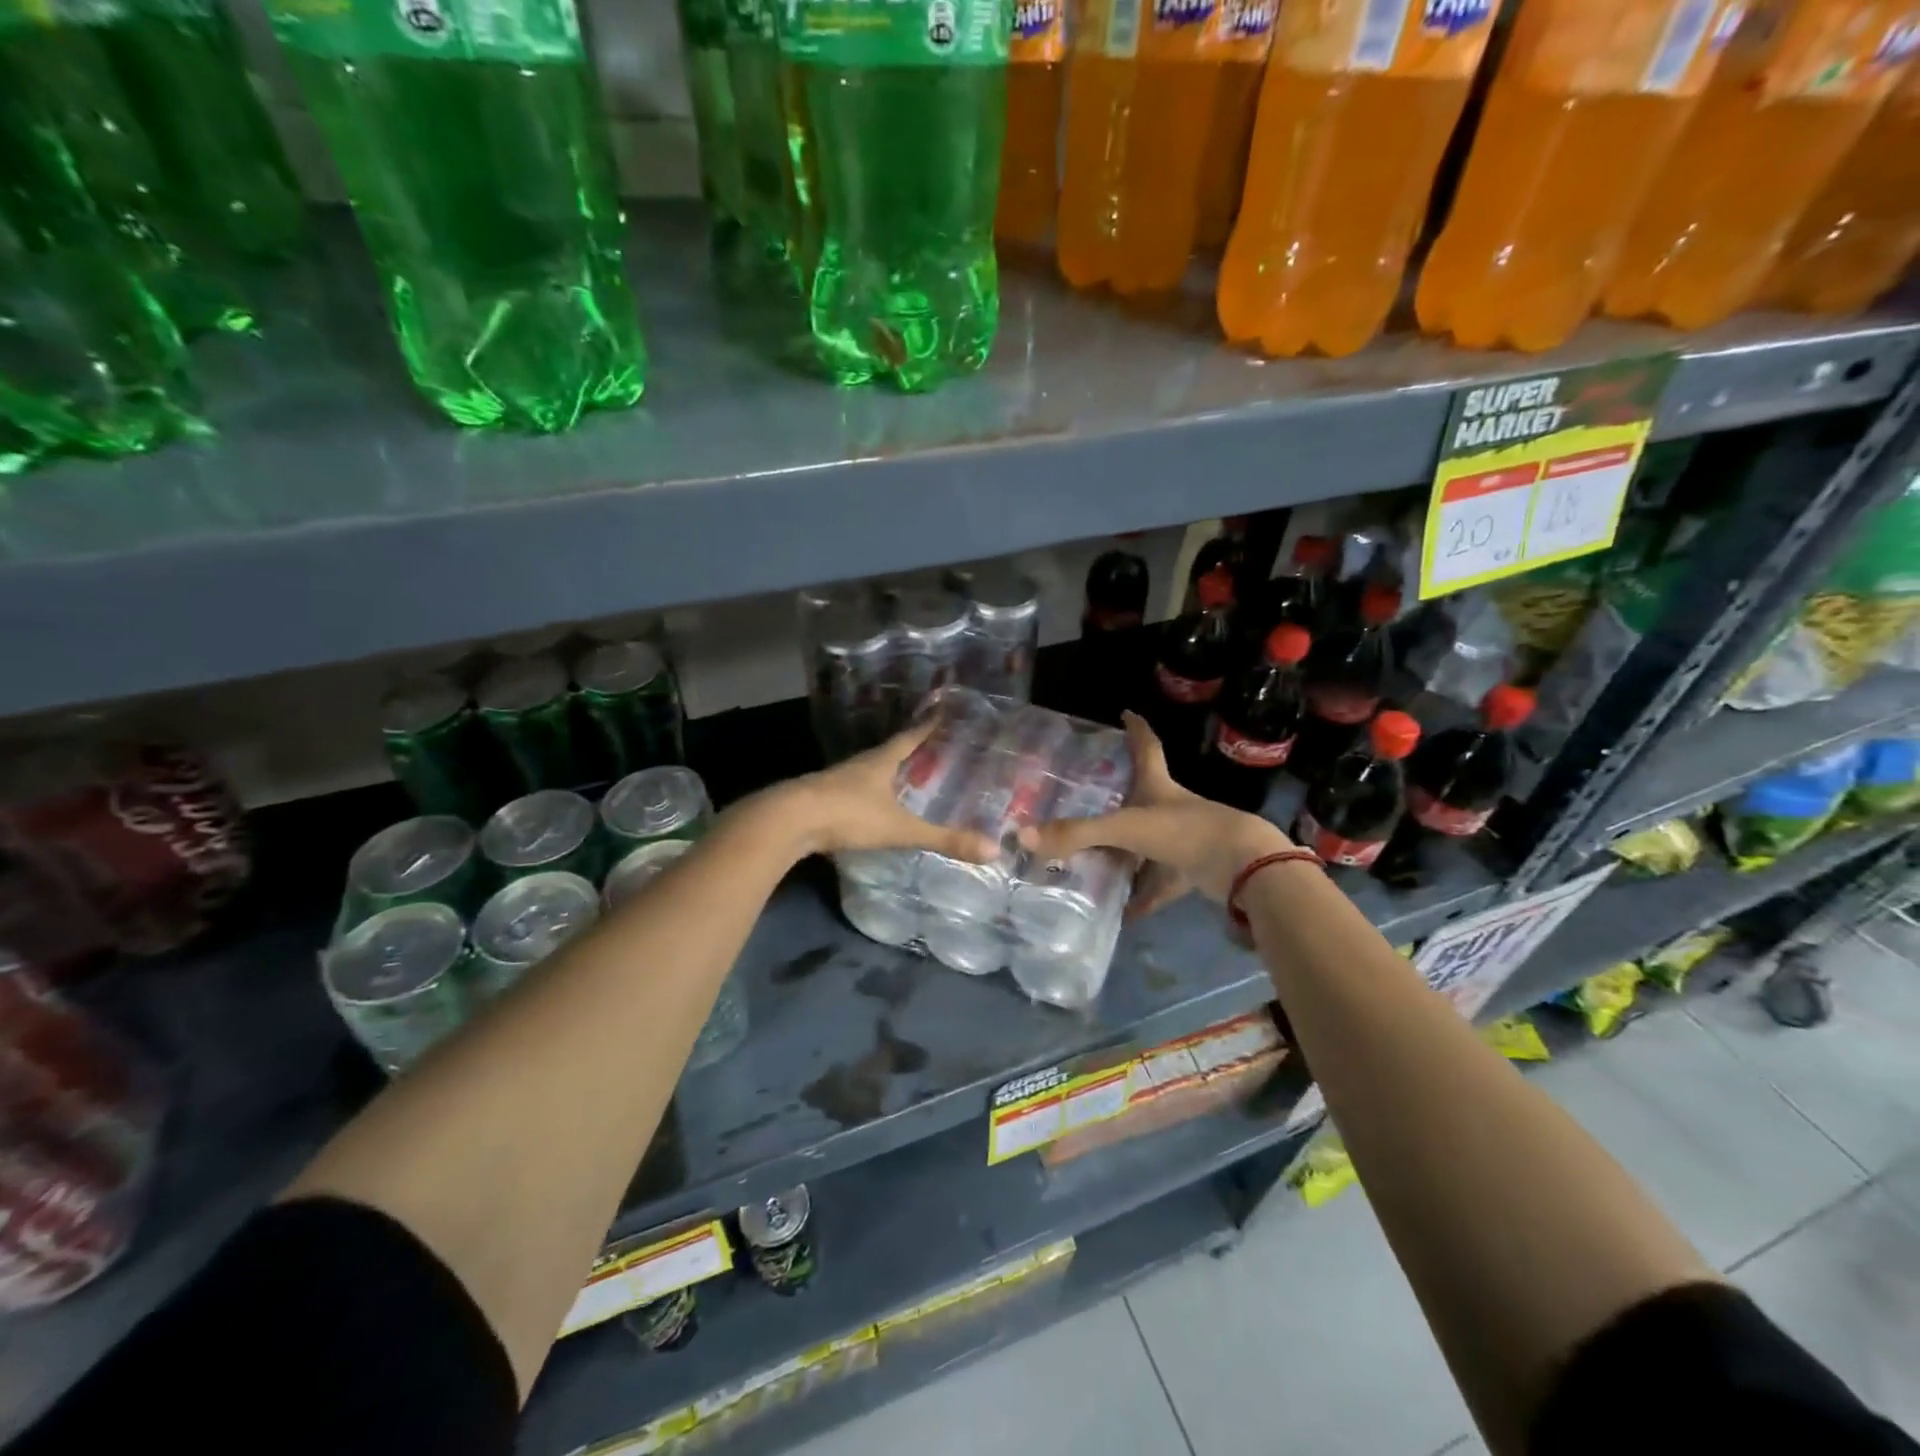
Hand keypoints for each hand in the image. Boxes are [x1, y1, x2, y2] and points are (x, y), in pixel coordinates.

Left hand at [758, 721, 998, 863]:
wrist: (788, 821)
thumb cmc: (848, 814)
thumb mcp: (899, 828)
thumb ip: (942, 839)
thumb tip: (991, 850)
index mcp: (880, 761)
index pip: (910, 737)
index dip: (927, 726)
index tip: (942, 712)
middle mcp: (859, 765)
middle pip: (888, 752)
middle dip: (909, 751)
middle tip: (932, 750)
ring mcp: (837, 780)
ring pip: (868, 772)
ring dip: (886, 773)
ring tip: (905, 778)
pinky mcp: (821, 799)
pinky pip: (852, 791)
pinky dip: (867, 794)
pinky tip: (871, 806)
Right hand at [1019, 712, 1291, 917]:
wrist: (1241, 866)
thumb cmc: (1184, 831)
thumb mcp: (1125, 828)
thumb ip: (1077, 834)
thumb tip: (1023, 836)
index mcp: (1157, 786)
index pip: (1145, 747)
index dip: (1135, 728)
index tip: (1125, 712)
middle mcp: (1169, 809)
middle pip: (1141, 797)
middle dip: (1119, 796)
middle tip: (1087, 797)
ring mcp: (1182, 841)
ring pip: (1147, 844)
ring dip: (1125, 854)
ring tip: (1091, 860)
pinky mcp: (1191, 871)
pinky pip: (1159, 884)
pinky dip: (1142, 898)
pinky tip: (1121, 913)